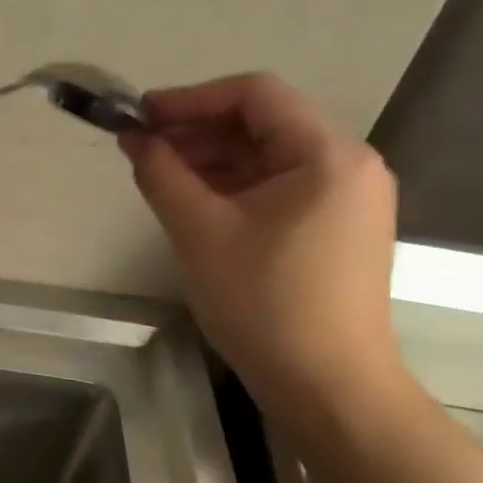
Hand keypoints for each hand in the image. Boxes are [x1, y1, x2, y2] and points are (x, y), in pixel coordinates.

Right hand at [121, 73, 400, 406]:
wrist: (329, 388)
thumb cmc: (265, 303)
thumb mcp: (199, 232)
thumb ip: (161, 174)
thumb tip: (133, 137)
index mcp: (328, 154)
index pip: (255, 94)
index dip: (191, 98)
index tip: (141, 116)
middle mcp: (349, 165)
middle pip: (264, 123)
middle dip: (198, 130)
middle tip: (143, 147)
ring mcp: (347, 199)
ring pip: (268, 157)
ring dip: (212, 159)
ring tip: (160, 174)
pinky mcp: (337, 229)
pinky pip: (279, 188)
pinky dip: (234, 186)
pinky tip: (194, 201)